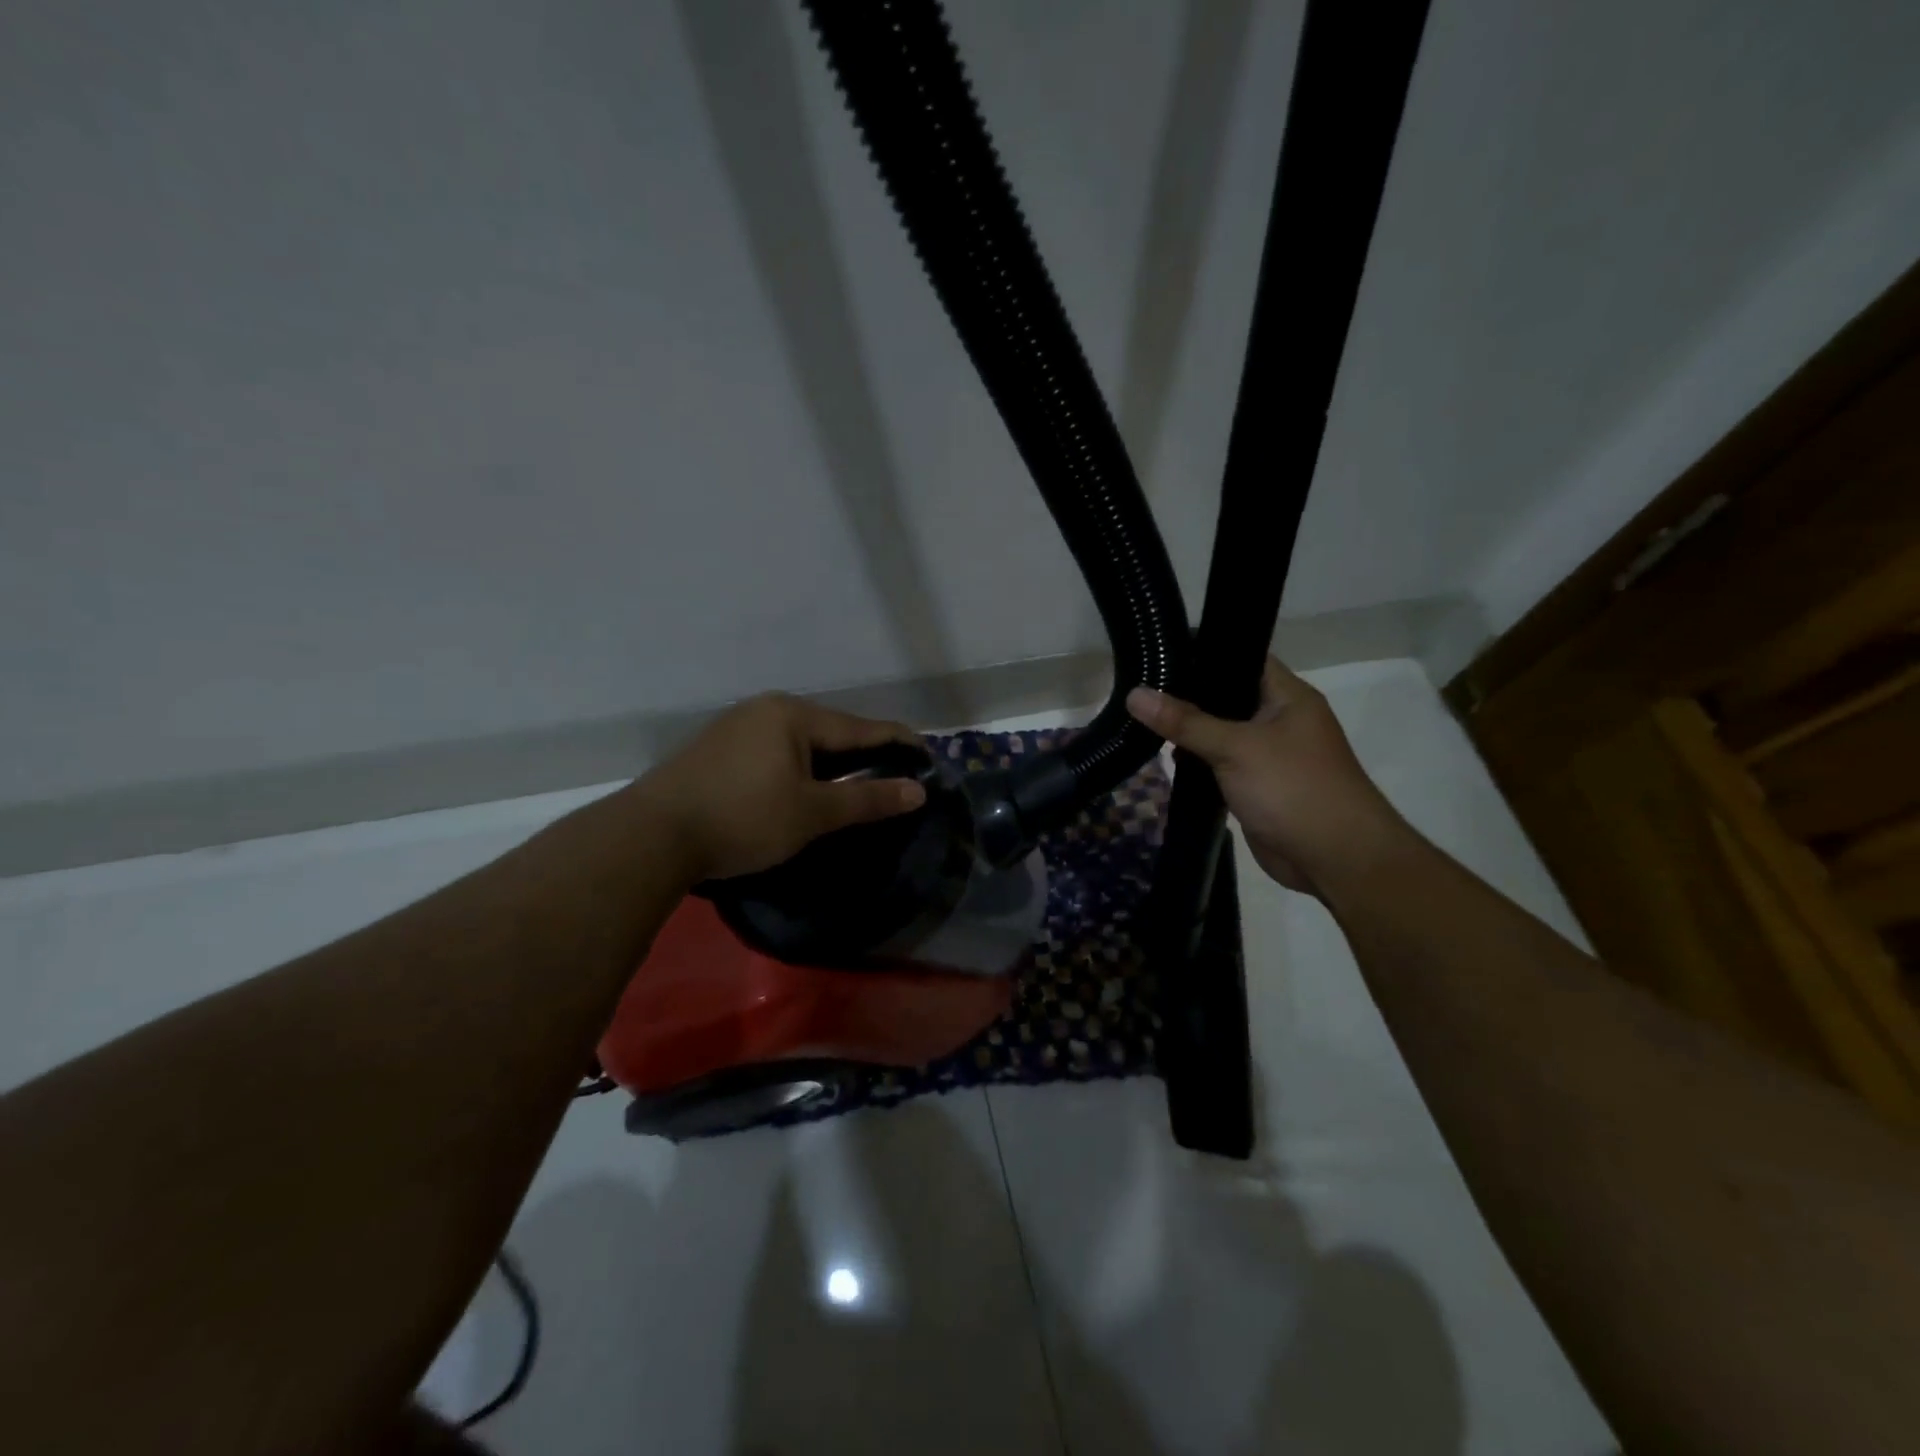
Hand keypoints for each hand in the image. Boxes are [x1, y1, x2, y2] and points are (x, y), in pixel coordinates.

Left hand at [633, 693, 927, 883]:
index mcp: (792, 715)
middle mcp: (765, 709)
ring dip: (830, 761)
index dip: (898, 742)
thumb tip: (918, 791)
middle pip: (830, 730)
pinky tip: (802, 785)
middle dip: (864, 752)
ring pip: (800, 741)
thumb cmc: (742, 819)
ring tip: (855, 782)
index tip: (928, 755)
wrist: (651, 836)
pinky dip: (799, 766)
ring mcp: (736, 726)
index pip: (860, 727)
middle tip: (894, 773)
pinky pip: (774, 750)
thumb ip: (867, 800)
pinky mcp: (716, 748)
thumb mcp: (812, 813)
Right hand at [1127, 657, 1408, 895]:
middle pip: (1225, 696)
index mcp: (1287, 696)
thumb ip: (1184, 721)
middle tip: (1139, 687)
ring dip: (1188, 732)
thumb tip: (1134, 695)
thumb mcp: (1235, 747)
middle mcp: (1279, 719)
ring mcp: (1268, 754)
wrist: (1335, 859)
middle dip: (1186, 695)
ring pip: (1220, 733)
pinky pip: (1220, 764)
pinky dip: (1197, 763)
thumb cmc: (1293, 788)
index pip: (1242, 657)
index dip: (1203, 651)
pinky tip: (1165, 758)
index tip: (1159, 651)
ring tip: (1141, 719)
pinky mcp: (1256, 785)